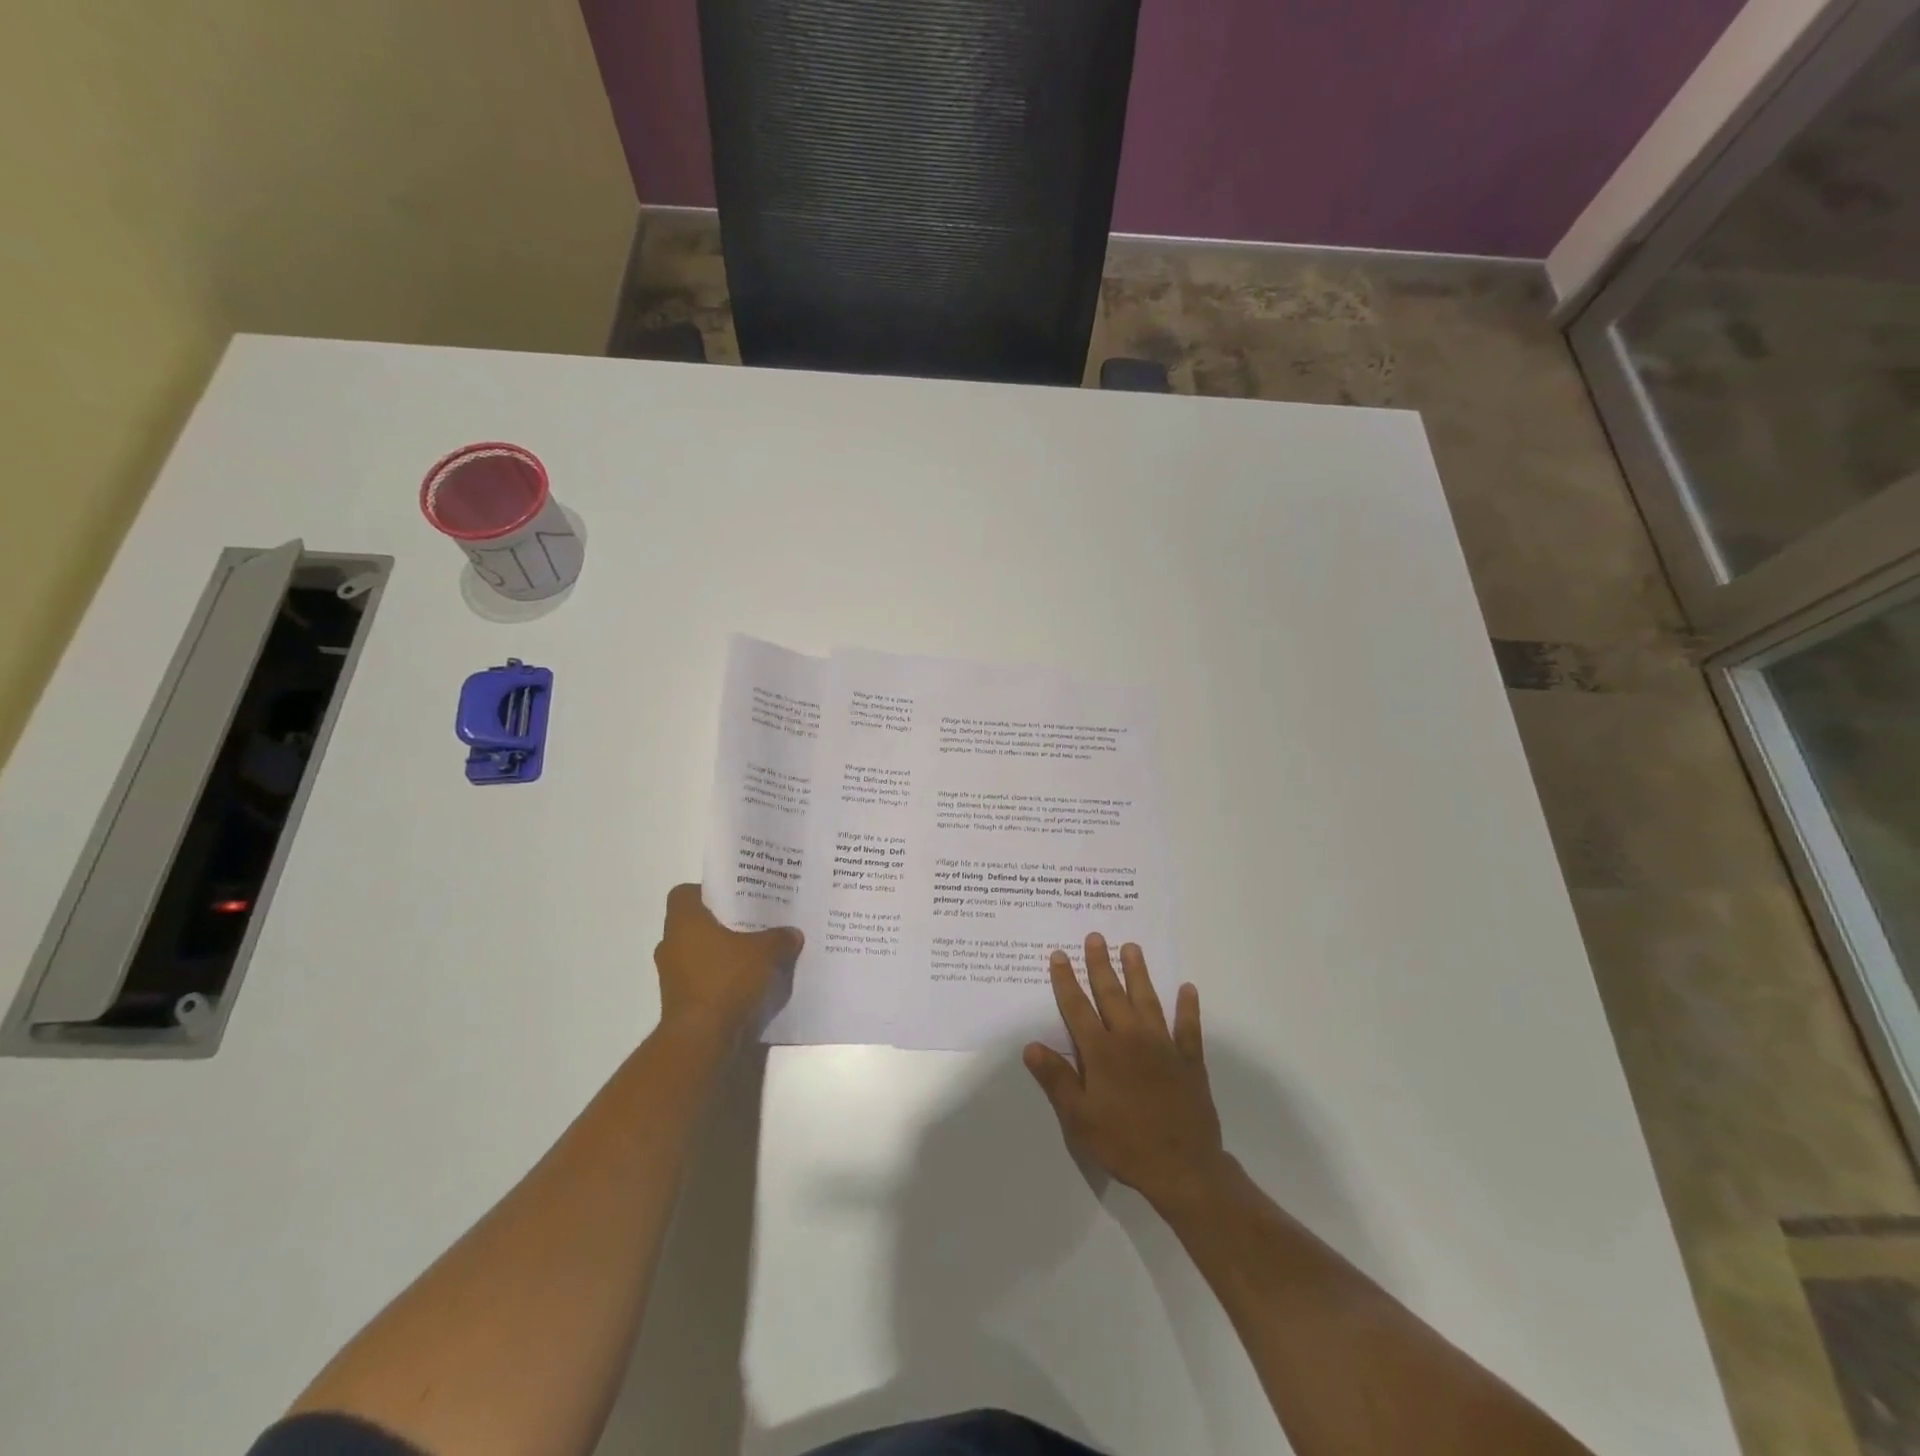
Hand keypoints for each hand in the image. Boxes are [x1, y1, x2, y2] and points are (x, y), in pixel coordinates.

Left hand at [653, 884, 802, 1040]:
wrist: (702, 1038)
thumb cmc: (726, 980)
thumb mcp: (764, 952)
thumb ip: (779, 938)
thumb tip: (793, 933)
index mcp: (683, 921)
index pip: (685, 893)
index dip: (707, 892)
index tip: (733, 898)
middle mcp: (671, 944)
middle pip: (695, 924)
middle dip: (721, 923)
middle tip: (752, 921)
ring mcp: (672, 975)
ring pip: (698, 952)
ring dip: (721, 953)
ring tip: (754, 952)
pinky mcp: (680, 1000)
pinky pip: (702, 978)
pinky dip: (720, 977)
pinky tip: (748, 981)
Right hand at [1025, 934, 1228, 1211]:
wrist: (1182, 1168)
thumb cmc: (1123, 1143)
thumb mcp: (1079, 1118)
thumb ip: (1056, 1079)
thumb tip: (1031, 1046)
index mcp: (1101, 1052)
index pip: (1078, 1008)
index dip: (1067, 981)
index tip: (1060, 955)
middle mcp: (1131, 1039)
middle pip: (1112, 994)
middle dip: (1101, 964)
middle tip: (1096, 936)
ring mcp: (1163, 1047)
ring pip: (1148, 1001)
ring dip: (1139, 973)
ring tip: (1132, 947)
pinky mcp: (1188, 1061)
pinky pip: (1188, 1027)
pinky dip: (1188, 1007)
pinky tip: (1188, 989)